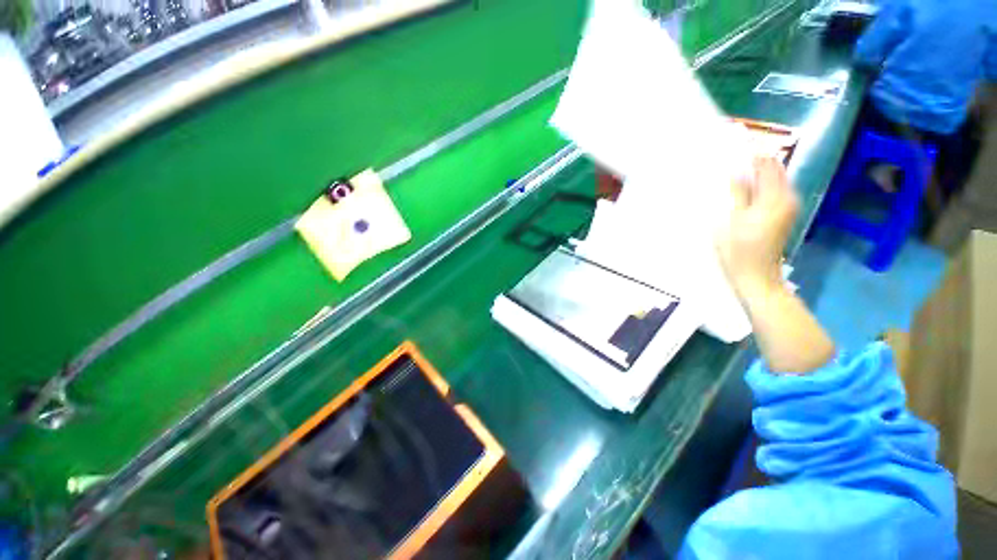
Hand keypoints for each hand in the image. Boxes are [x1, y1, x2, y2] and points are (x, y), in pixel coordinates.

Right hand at [716, 156, 799, 302]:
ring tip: (735, 171)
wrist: (756, 276)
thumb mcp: (731, 220)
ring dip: (758, 173)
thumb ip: (737, 192)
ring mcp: (789, 206)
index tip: (734, 144)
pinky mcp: (785, 214)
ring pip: (775, 179)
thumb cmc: (738, 250)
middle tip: (732, 158)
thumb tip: (736, 170)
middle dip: (756, 161)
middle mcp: (788, 197)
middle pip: (774, 169)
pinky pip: (775, 190)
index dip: (752, 152)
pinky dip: (761, 184)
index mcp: (775, 197)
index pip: (767, 164)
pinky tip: (745, 188)